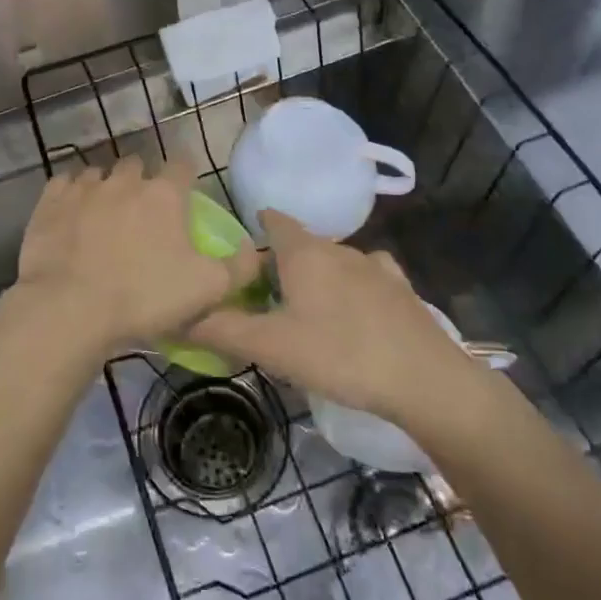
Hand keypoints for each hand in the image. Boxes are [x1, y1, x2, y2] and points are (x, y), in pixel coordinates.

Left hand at [4, 157, 261, 361]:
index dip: (185, 176)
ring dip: (105, 187)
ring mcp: (84, 188)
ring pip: (99, 173)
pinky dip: (70, 194)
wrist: (70, 308)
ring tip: (103, 215)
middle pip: (137, 165)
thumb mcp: (208, 289)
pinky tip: (71, 214)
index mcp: (164, 195)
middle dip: (142, 180)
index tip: (184, 193)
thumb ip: (239, 267)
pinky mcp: (50, 202)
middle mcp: (125, 181)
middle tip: (141, 211)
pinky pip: (63, 184)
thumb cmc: (144, 297)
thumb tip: (254, 250)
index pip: (182, 165)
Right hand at [190, 210, 476, 423]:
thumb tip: (178, 317)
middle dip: (281, 262)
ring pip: (335, 261)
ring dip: (318, 276)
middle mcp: (339, 248)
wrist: (423, 378)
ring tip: (306, 309)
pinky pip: (368, 277)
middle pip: (302, 244)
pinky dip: (353, 288)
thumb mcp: (271, 347)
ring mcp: (375, 266)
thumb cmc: (339, 355)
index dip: (254, 228)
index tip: (239, 250)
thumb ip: (222, 329)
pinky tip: (355, 311)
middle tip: (264, 296)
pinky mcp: (401, 288)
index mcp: (304, 253)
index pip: (273, 220)